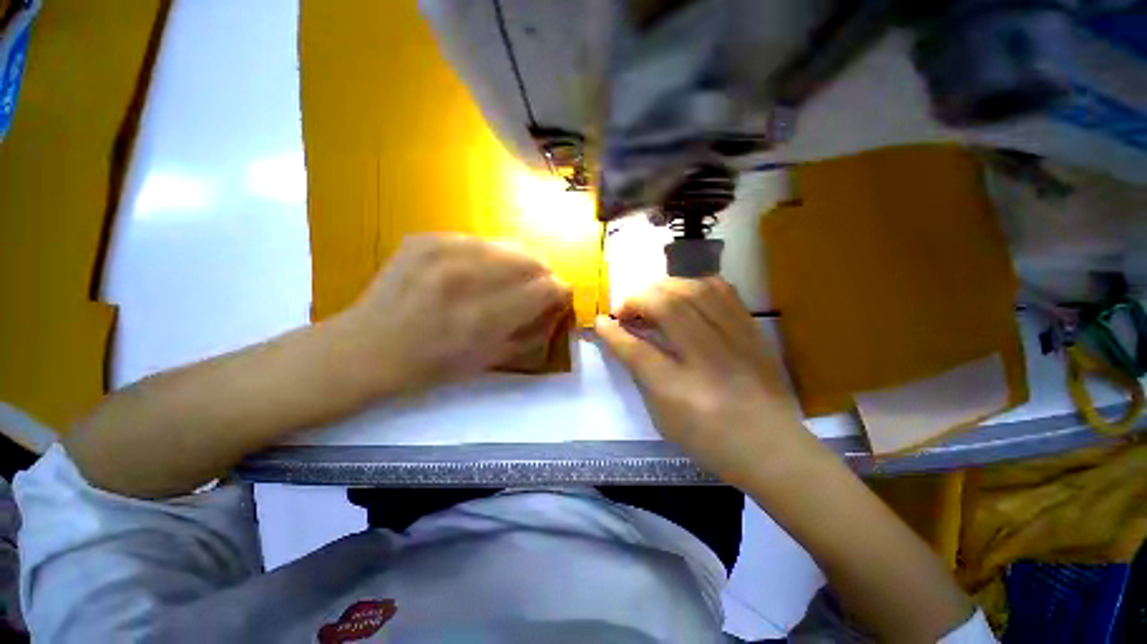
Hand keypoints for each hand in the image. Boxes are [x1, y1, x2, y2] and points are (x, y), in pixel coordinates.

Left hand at [331, 234, 571, 396]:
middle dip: (542, 275)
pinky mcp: (426, 238)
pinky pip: (478, 240)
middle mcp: (466, 278)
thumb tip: (557, 306)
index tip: (558, 297)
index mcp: (484, 317)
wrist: (369, 347)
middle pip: (532, 259)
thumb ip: (532, 332)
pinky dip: (488, 256)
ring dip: (517, 264)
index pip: (546, 288)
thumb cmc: (433, 365)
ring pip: (508, 245)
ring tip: (505, 280)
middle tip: (534, 290)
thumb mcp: (491, 360)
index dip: (560, 291)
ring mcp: (442, 252)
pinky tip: (474, 272)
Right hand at [595, 277, 820, 486]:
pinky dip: (695, 285)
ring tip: (652, 298)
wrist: (771, 447)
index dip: (612, 332)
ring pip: (693, 291)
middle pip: (666, 306)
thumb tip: (627, 342)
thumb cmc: (709, 439)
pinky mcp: (752, 330)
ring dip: (663, 288)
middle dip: (637, 299)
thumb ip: (642, 375)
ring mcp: (734, 340)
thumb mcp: (662, 417)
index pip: (636, 350)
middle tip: (626, 309)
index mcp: (679, 390)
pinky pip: (722, 290)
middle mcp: (706, 358)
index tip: (600, 321)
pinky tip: (685, 294)